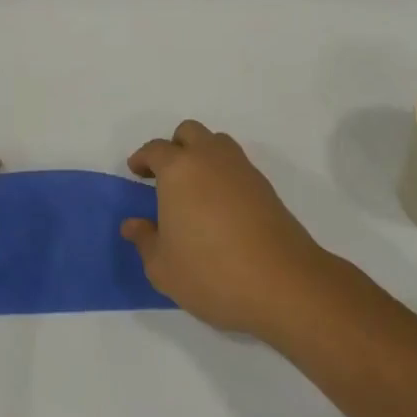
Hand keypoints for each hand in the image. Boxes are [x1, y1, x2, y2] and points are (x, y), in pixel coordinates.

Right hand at [125, 120, 330, 339]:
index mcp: (179, 169)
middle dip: (174, 147)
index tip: (136, 173)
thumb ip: (145, 240)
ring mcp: (242, 170)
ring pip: (217, 144)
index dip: (143, 159)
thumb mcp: (163, 267)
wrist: (283, 284)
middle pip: (190, 133)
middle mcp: (211, 159)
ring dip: (202, 156)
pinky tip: (219, 207)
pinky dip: (224, 175)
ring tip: (194, 189)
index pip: (156, 150)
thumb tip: (133, 224)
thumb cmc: (211, 272)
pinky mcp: (266, 187)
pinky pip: (237, 166)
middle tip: (165, 176)